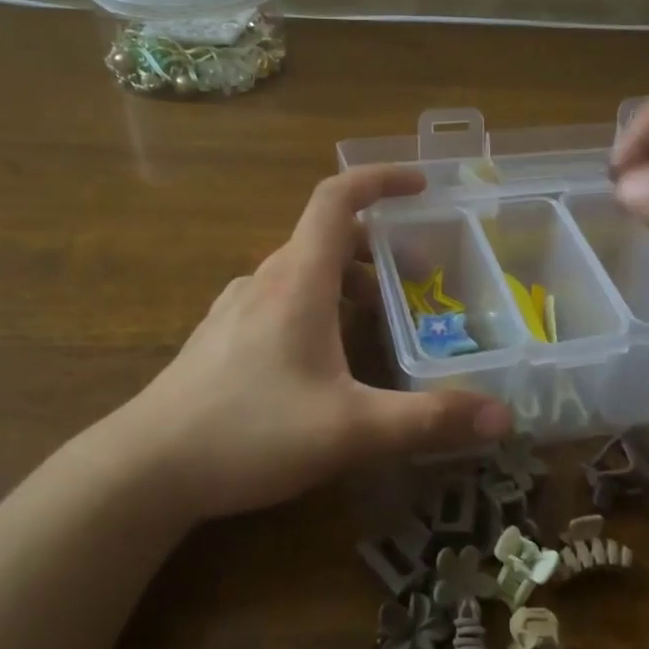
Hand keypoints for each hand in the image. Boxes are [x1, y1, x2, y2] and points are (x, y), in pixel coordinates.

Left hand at [114, 165, 512, 522]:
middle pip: (327, 237)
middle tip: (420, 280)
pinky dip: (317, 305)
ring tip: (380, 322)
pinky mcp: (221, 336)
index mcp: (298, 279)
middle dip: (379, 248)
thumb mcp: (351, 429)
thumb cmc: (250, 432)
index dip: (380, 179)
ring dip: (348, 281)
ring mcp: (236, 307)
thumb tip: (502, 418)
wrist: (146, 468)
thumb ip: (428, 421)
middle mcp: (265, 280)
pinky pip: (280, 299)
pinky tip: (325, 358)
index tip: (420, 185)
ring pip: (302, 272)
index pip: (337, 198)